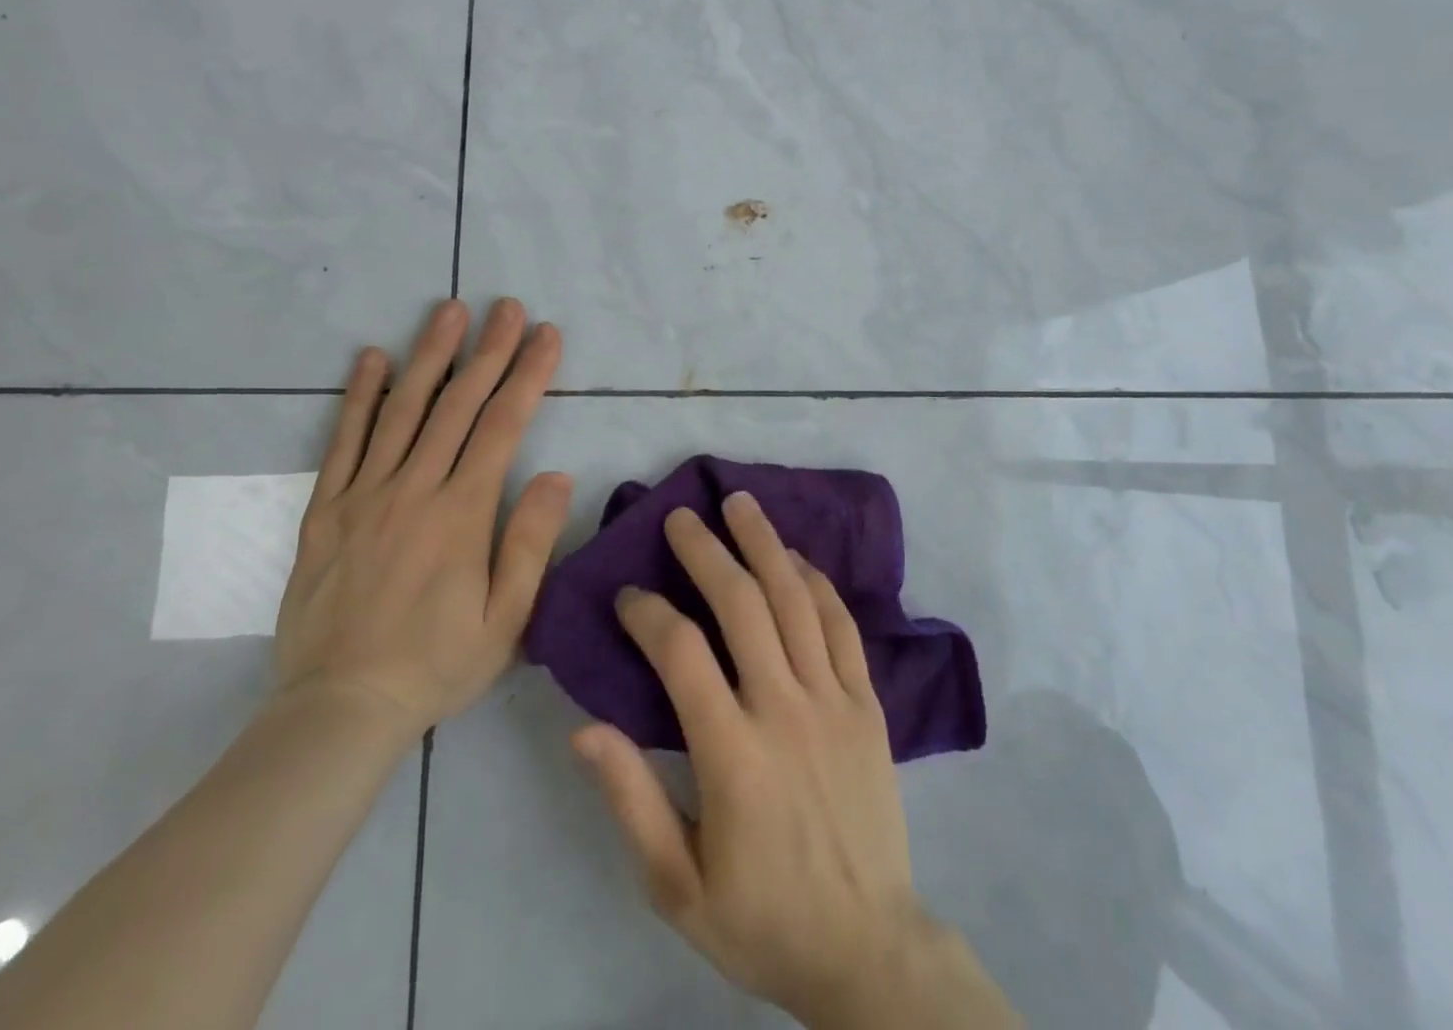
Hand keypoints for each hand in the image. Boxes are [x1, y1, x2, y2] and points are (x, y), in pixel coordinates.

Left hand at [273, 298, 567, 746]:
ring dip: (429, 356)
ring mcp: (365, 494)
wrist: (339, 708)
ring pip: (402, 410)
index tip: (546, 335)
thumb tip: (555, 473)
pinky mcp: (326, 509)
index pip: (503, 425)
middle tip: (506, 306)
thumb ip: (531, 542)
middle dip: (487, 350)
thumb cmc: (437, 664)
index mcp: (462, 513)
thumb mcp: (507, 619)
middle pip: (457, 405)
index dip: (528, 375)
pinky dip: (358, 397)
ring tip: (448, 311)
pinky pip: (343, 442)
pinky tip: (370, 359)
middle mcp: (414, 489)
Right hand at [570, 492, 940, 1026]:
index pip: (681, 653)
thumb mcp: (676, 884)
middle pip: (743, 604)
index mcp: (732, 754)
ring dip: (765, 543)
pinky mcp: (869, 705)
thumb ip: (630, 800)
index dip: (648, 613)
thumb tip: (584, 728)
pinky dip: (817, 583)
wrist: (868, 949)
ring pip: (796, 600)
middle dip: (706, 551)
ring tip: (740, 503)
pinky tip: (796, 557)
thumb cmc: (761, 918)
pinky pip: (843, 626)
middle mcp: (785, 709)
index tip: (627, 596)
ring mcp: (834, 700)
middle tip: (681, 516)